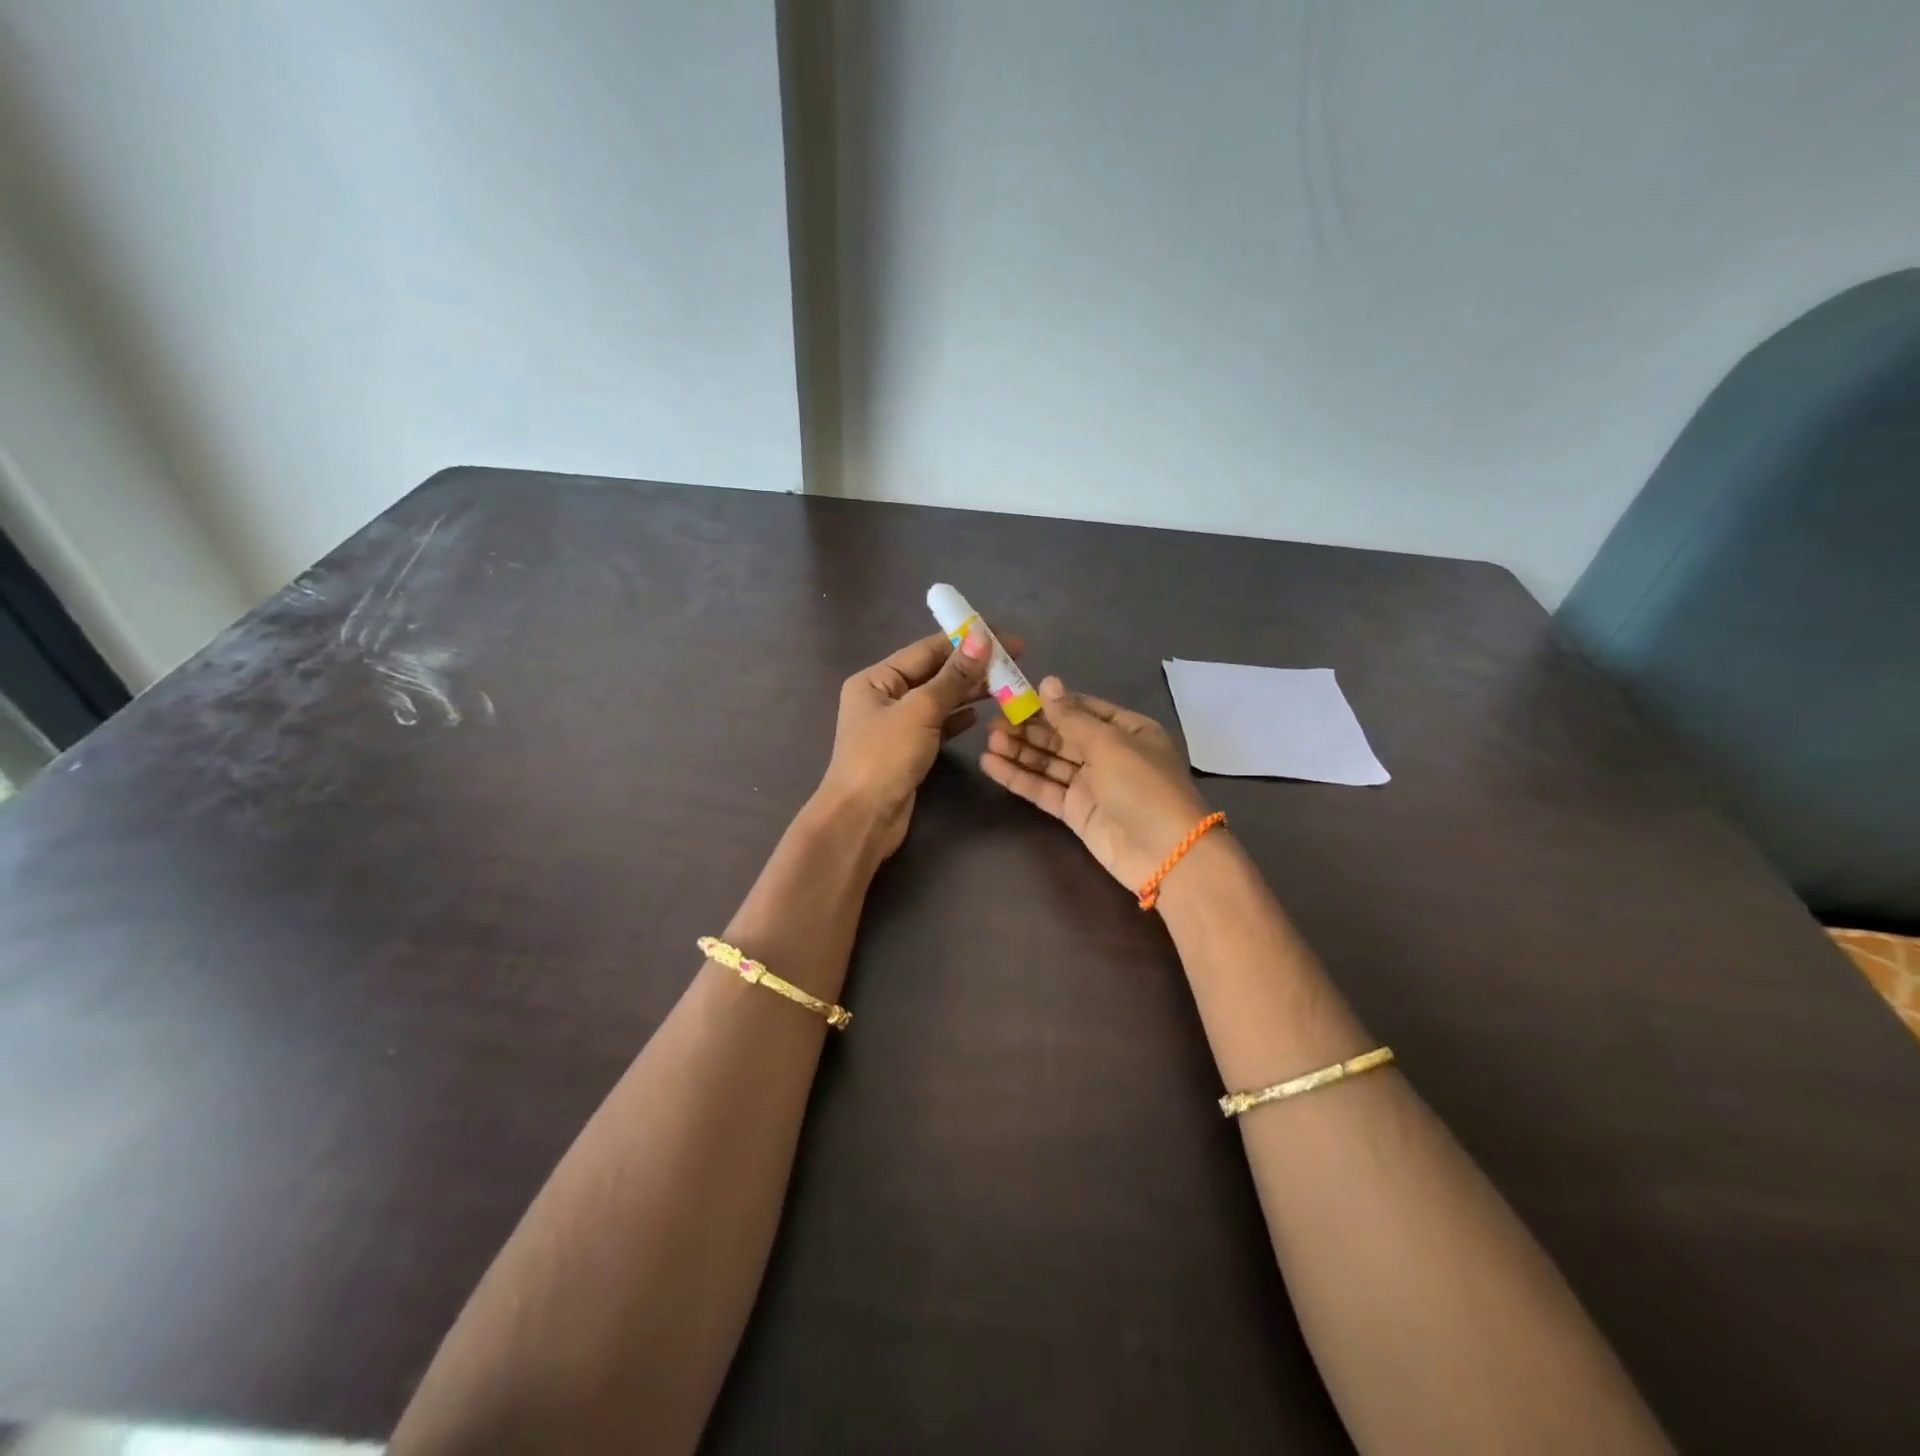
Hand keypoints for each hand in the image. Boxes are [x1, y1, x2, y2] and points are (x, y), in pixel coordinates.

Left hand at [817, 624, 1015, 859]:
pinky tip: (979, 715)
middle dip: (971, 667)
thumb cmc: (885, 757)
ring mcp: (894, 726)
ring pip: (938, 700)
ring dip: (969, 692)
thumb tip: (981, 637)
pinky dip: (957, 718)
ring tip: (1006, 685)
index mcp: (876, 679)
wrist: (862, 819)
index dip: (966, 640)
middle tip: (1014, 662)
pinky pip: (937, 725)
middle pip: (933, 673)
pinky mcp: (907, 751)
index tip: (1004, 637)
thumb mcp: (921, 711)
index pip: (927, 649)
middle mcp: (883, 697)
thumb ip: (953, 676)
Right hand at [980, 676, 1210, 891]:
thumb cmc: (1142, 786)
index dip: (1049, 703)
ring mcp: (1091, 784)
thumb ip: (1071, 717)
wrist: (1165, 853)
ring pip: (1048, 762)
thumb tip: (1047, 682)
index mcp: (1127, 729)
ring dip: (1019, 751)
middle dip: (1028, 728)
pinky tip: (992, 765)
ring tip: (986, 742)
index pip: (1082, 709)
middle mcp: (1108, 753)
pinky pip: (1044, 788)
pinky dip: (1019, 778)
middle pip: (1061, 735)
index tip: (1014, 697)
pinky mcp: (1076, 812)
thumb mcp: (1108, 743)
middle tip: (992, 723)